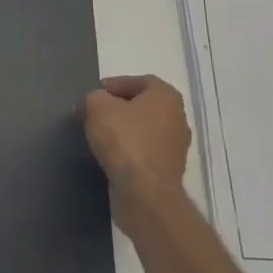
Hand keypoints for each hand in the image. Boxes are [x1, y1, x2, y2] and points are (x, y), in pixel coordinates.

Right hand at [83, 75, 191, 232]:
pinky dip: (131, 151)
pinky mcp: (170, 170)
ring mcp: (177, 146)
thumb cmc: (124, 140)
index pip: (139, 81)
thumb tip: (96, 102)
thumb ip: (94, 97)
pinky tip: (112, 156)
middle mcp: (178, 117)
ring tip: (101, 136)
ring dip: (125, 131)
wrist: (145, 192)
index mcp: (166, 95)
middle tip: (96, 114)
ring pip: (146, 130)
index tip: (96, 94)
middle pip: (144, 106)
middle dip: (120, 108)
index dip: (116, 85)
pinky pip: (146, 152)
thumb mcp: (97, 107)